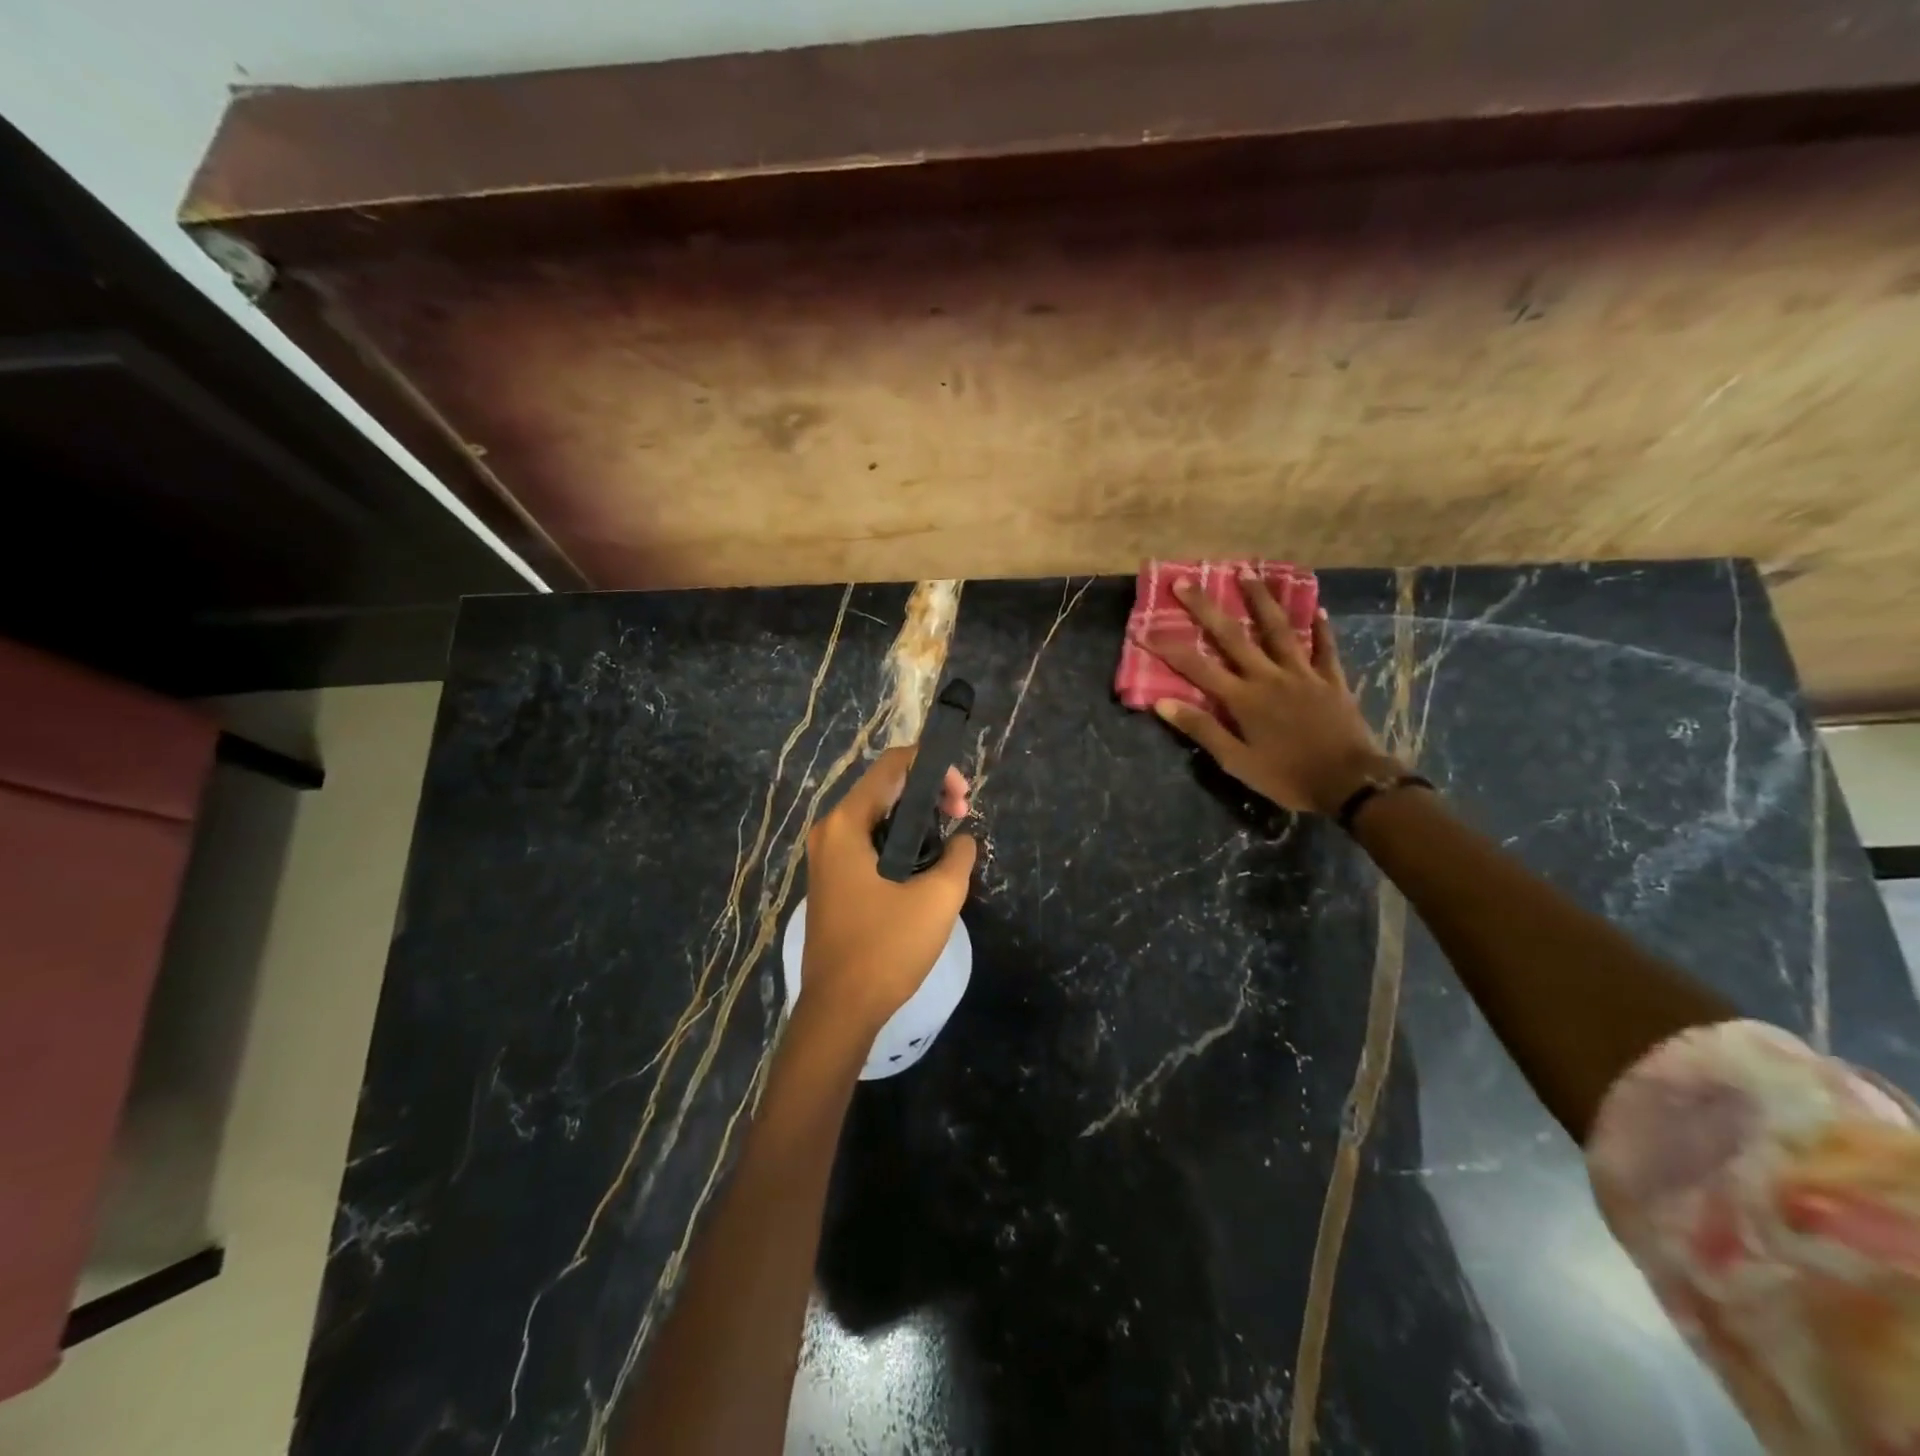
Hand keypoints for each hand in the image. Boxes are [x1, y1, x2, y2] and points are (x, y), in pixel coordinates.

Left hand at [799, 746, 976, 1033]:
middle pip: (884, 787)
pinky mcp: (832, 879)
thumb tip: (962, 839)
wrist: (839, 1010)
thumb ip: (959, 856)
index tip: (963, 798)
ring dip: (916, 818)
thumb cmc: (886, 948)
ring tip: (950, 841)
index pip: (893, 765)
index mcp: (846, 824)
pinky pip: (869, 842)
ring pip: (878, 815)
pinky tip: (926, 863)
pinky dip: (900, 840)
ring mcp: (827, 856)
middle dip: (929, 793)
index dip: (935, 767)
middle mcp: (830, 831)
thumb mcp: (938, 898)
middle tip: (962, 818)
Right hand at [1136, 575, 1393, 814]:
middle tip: (1185, 582)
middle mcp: (1269, 676)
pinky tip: (1317, 608)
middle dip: (1205, 607)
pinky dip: (1320, 628)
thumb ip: (1201, 729)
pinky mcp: (1331, 679)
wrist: (1350, 783)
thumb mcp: (1236, 761)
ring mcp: (1303, 674)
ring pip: (1278, 629)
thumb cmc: (1287, 776)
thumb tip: (1162, 703)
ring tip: (1248, 573)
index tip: (1144, 630)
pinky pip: (1325, 648)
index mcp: (1243, 698)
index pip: (1196, 667)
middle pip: (1232, 636)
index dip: (1168, 648)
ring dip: (1260, 600)